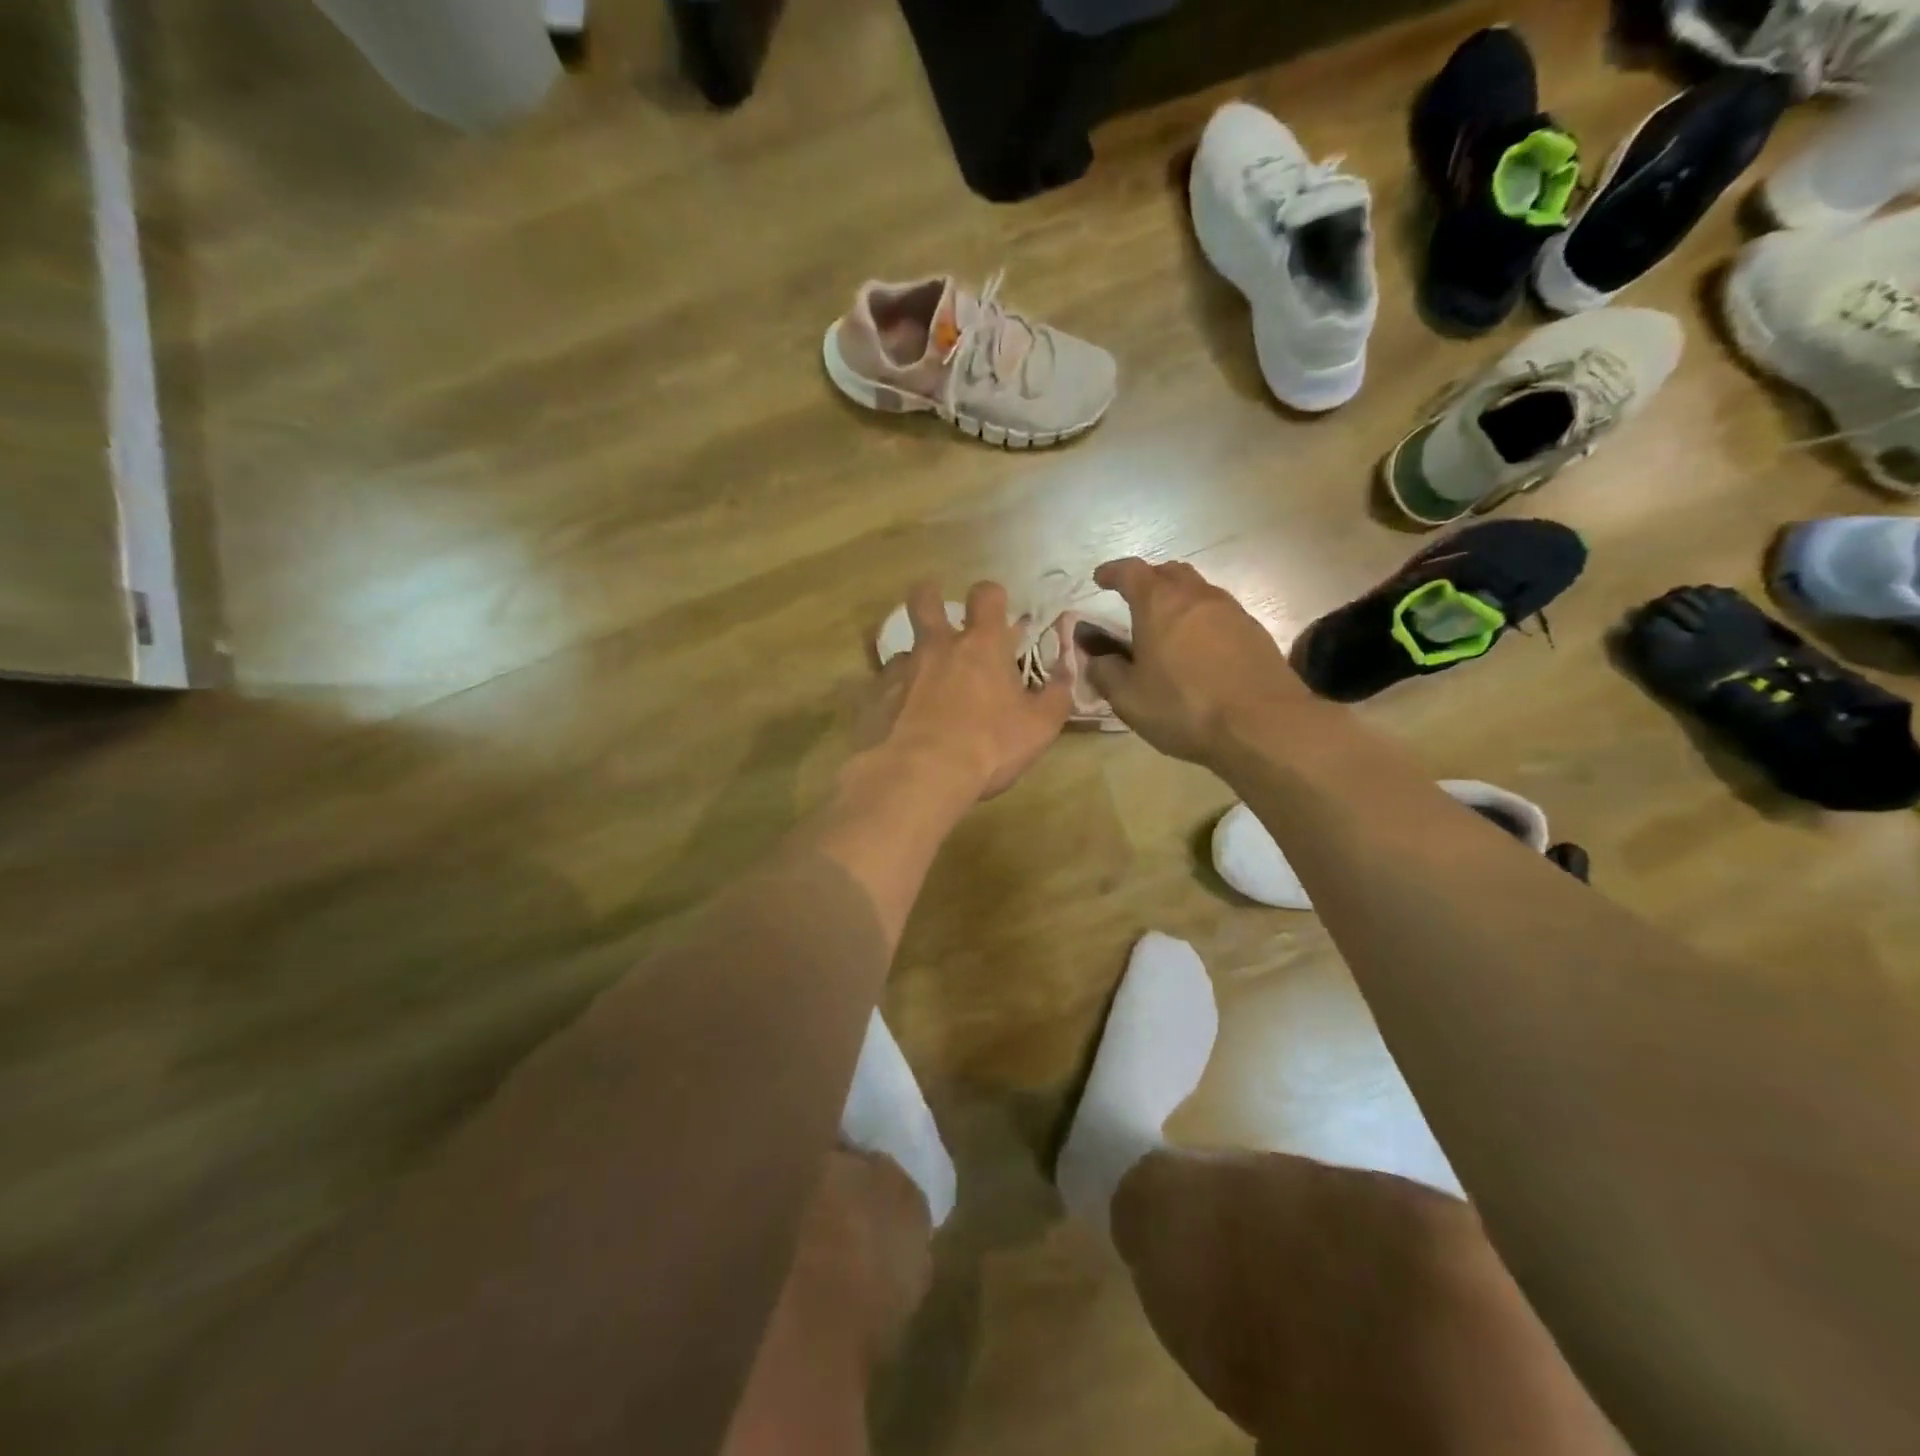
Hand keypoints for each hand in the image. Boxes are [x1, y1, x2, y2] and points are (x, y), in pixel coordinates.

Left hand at [854, 580, 1073, 799]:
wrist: (919, 776)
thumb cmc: (988, 747)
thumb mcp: (1040, 727)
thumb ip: (1056, 694)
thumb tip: (1068, 669)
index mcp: (981, 646)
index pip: (986, 595)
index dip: (991, 596)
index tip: (994, 611)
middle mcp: (936, 647)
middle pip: (924, 598)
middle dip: (930, 597)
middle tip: (937, 614)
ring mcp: (900, 669)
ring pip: (903, 649)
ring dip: (915, 662)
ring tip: (922, 690)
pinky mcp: (873, 696)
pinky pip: (882, 686)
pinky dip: (892, 697)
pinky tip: (898, 721)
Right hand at [1083, 558, 1308, 764]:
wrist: (1262, 725)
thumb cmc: (1184, 707)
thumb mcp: (1128, 698)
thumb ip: (1105, 672)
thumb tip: (1096, 658)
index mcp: (1159, 604)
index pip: (1131, 572)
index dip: (1112, 573)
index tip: (1100, 579)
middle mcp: (1196, 596)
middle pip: (1170, 572)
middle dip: (1149, 581)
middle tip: (1135, 600)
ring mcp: (1231, 611)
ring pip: (1199, 591)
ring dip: (1179, 600)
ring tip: (1168, 626)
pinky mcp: (1255, 632)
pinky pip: (1221, 614)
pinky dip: (1203, 621)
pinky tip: (1199, 649)